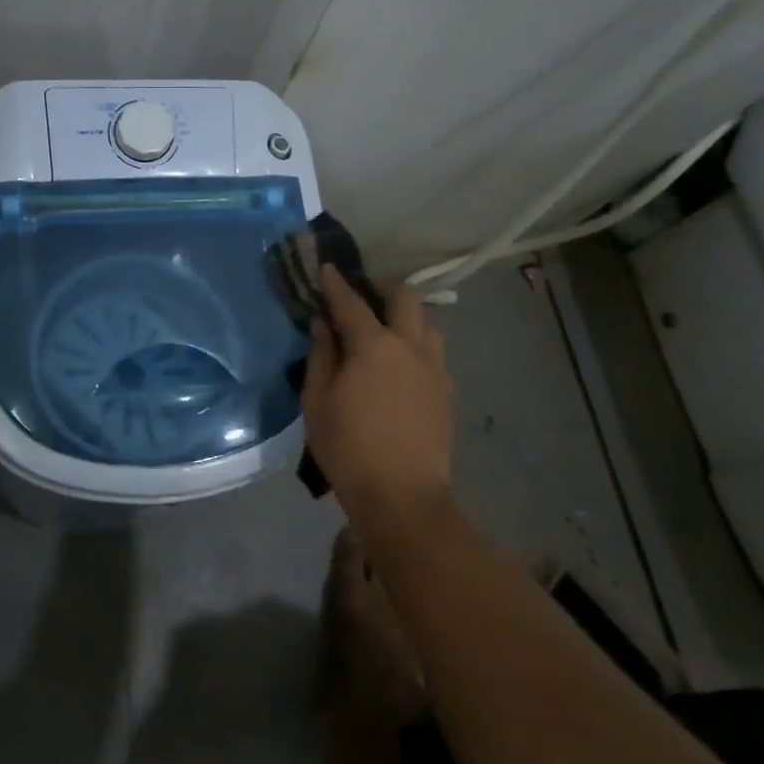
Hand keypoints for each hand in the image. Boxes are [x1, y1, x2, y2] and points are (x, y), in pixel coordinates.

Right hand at [302, 266, 453, 527]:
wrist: (403, 496)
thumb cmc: (348, 447)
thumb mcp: (317, 401)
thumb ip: (321, 355)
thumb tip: (323, 325)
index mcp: (374, 345)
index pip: (351, 302)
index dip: (336, 282)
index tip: (327, 267)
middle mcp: (409, 347)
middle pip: (405, 297)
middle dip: (383, 287)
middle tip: (363, 294)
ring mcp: (434, 369)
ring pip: (427, 324)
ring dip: (406, 317)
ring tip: (386, 330)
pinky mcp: (446, 392)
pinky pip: (433, 353)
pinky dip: (417, 345)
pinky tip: (401, 364)